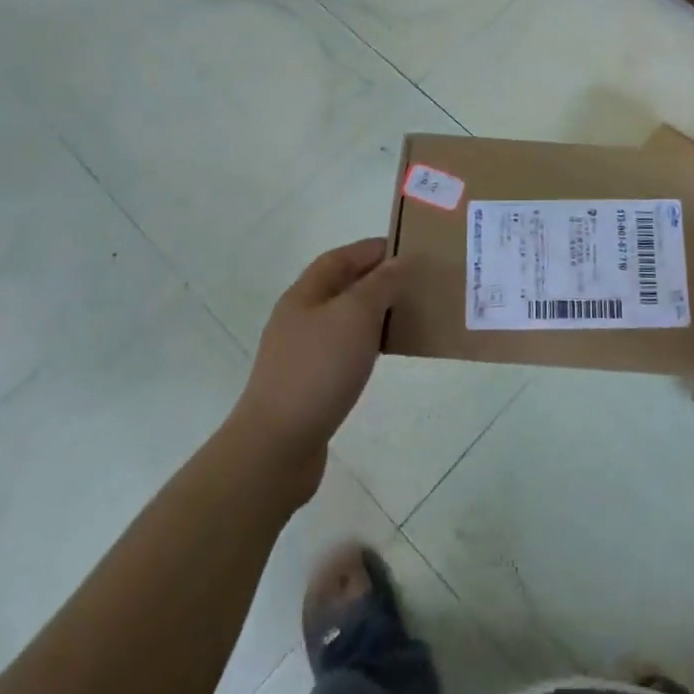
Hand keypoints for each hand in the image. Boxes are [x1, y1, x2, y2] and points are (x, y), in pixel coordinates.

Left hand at [232, 238, 405, 498]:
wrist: (278, 444)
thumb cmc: (318, 369)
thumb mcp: (355, 315)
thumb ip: (380, 284)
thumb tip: (398, 263)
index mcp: (305, 294)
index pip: (341, 257)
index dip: (372, 249)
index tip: (409, 250)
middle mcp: (300, 317)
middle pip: (342, 286)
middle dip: (377, 280)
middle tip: (415, 283)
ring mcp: (302, 352)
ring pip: (344, 319)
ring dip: (374, 313)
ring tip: (408, 316)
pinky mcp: (309, 383)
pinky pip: (344, 350)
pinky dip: (367, 344)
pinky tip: (384, 355)